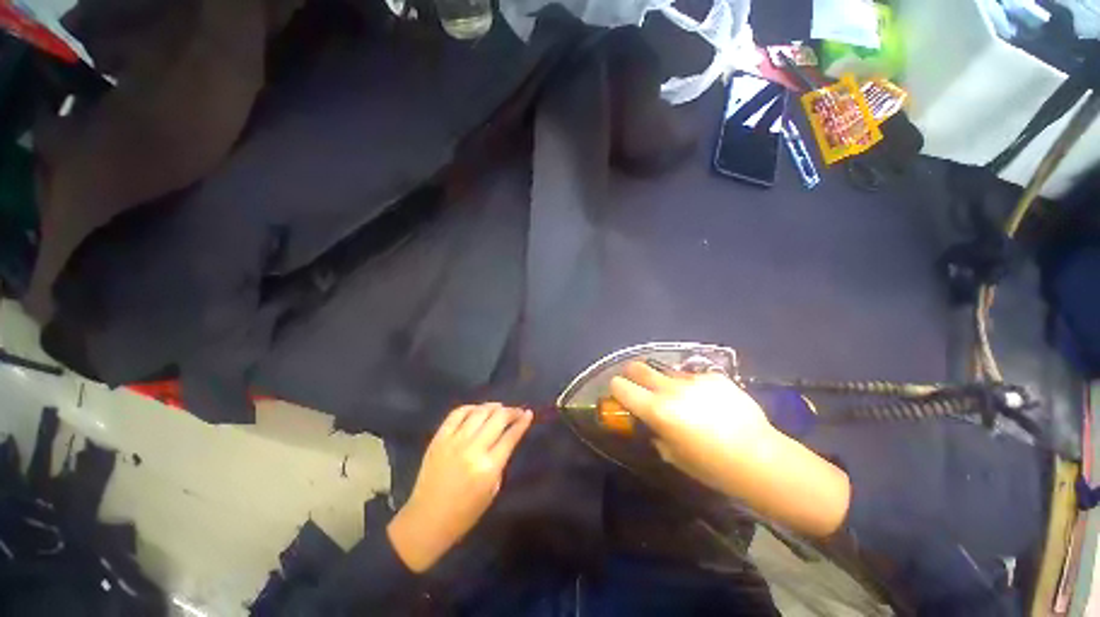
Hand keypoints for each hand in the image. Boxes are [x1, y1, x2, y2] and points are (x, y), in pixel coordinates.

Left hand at [387, 403, 531, 571]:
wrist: (426, 521)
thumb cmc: (464, 513)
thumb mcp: (492, 491)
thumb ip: (499, 462)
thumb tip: (505, 438)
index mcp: (488, 468)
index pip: (510, 436)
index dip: (522, 422)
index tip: (529, 413)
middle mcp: (472, 449)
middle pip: (498, 418)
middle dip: (511, 411)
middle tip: (517, 411)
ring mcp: (454, 441)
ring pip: (479, 412)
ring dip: (493, 406)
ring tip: (499, 407)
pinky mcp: (439, 438)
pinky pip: (457, 414)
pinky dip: (470, 408)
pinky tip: (477, 410)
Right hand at [609, 361, 773, 492]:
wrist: (761, 458)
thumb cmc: (713, 466)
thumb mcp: (674, 456)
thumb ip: (656, 434)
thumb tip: (653, 424)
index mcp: (656, 410)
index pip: (621, 386)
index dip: (616, 389)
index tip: (620, 394)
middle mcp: (670, 389)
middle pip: (638, 368)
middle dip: (632, 374)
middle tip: (639, 385)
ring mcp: (693, 379)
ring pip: (666, 372)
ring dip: (665, 382)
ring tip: (682, 399)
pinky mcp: (714, 376)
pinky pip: (694, 377)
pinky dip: (693, 386)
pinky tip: (710, 402)